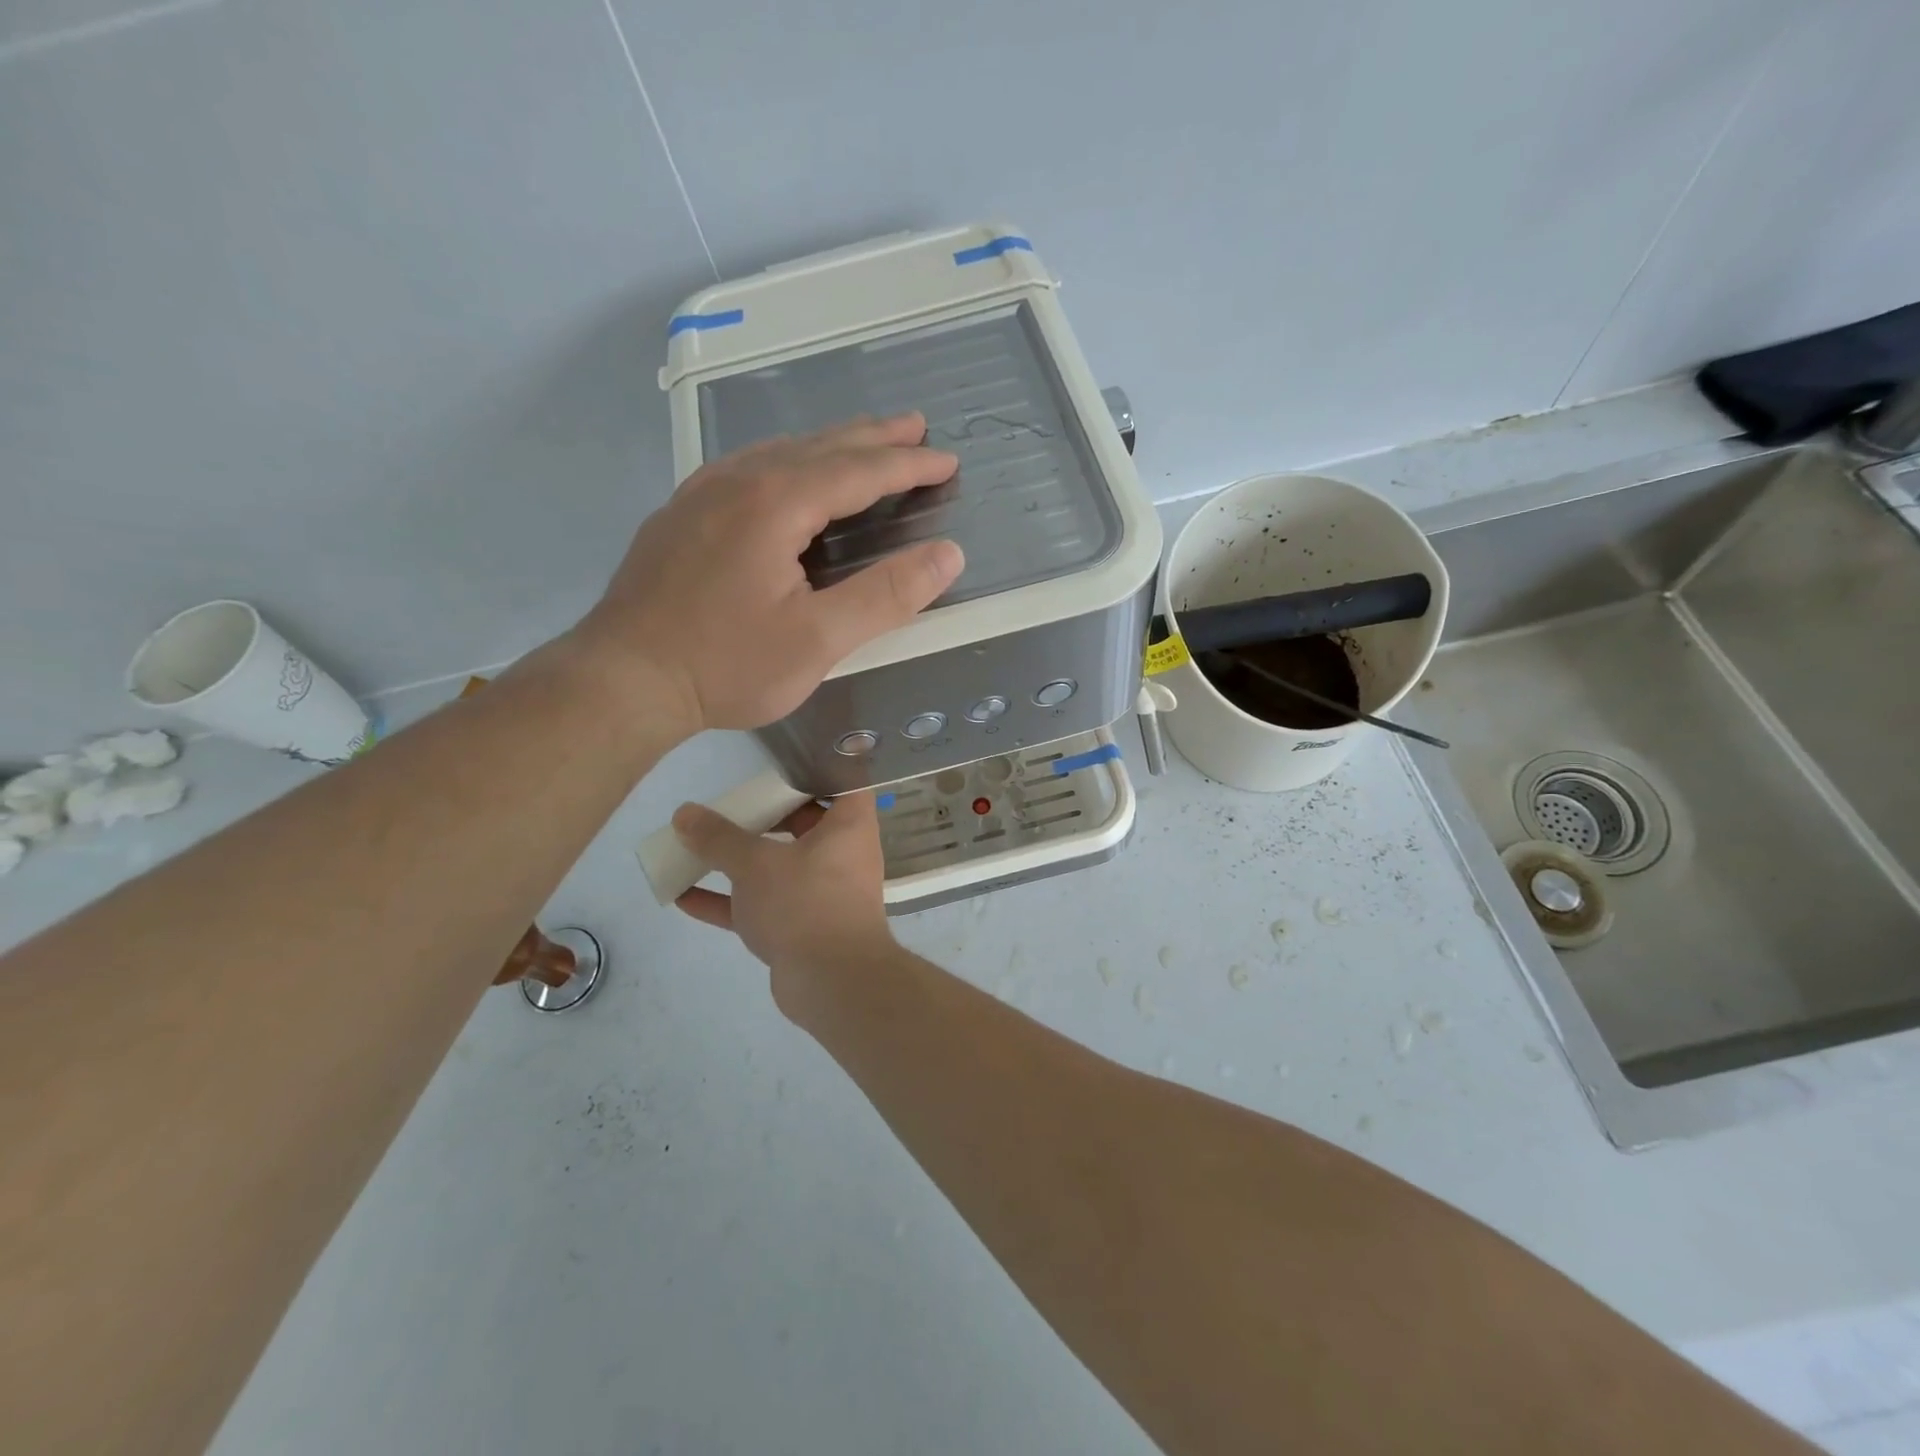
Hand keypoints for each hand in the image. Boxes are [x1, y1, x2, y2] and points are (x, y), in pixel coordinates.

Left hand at [576, 414, 962, 736]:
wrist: (623, 679)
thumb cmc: (726, 664)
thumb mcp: (818, 640)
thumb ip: (886, 595)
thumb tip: (948, 553)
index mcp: (776, 502)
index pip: (858, 471)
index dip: (908, 465)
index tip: (947, 460)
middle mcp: (738, 481)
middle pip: (820, 447)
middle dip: (874, 438)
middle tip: (916, 428)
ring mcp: (702, 493)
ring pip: (780, 451)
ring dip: (830, 444)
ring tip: (863, 443)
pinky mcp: (681, 513)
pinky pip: (748, 466)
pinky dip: (789, 459)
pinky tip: (789, 471)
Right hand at [671, 793, 894, 1016]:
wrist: (832, 984)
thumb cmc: (805, 902)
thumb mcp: (756, 863)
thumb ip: (719, 838)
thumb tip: (685, 813)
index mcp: (849, 828)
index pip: (846, 785)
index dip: (821, 771)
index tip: (786, 766)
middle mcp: (842, 856)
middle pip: (805, 824)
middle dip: (766, 817)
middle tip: (732, 805)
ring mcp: (822, 894)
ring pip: (778, 867)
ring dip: (738, 860)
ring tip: (697, 846)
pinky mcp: (802, 929)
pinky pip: (762, 905)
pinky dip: (729, 901)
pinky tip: (682, 896)